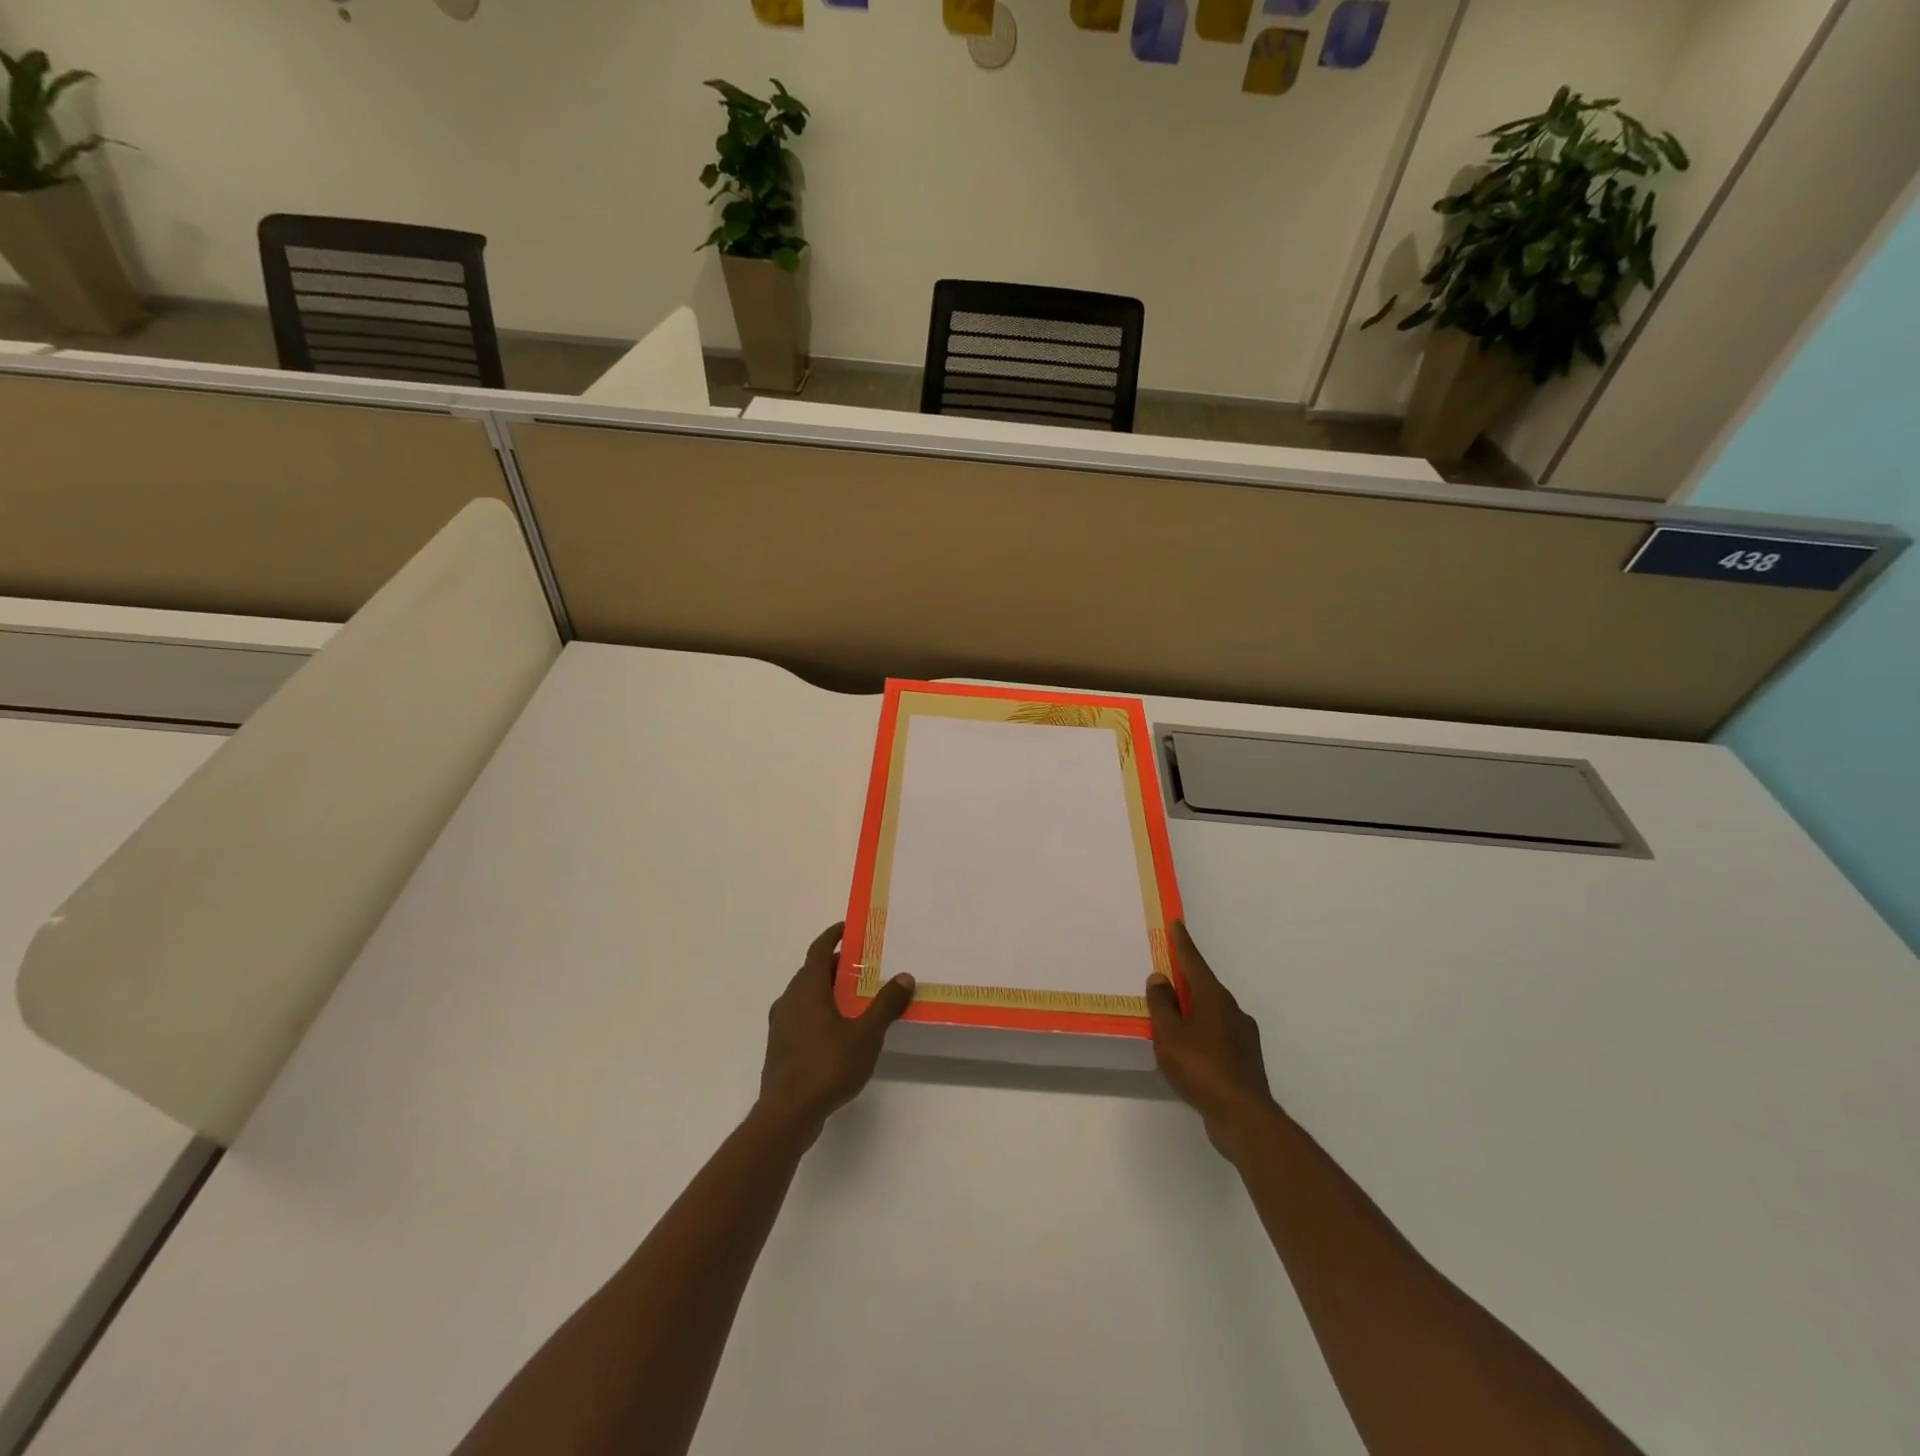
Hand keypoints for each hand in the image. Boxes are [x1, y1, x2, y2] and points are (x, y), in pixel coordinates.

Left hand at [757, 922, 914, 1141]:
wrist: (787, 1114)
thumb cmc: (826, 1066)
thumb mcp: (865, 1035)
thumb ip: (885, 1005)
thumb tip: (905, 976)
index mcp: (807, 989)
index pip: (818, 950)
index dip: (832, 936)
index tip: (847, 928)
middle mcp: (789, 1000)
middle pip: (812, 972)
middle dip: (836, 966)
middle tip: (863, 966)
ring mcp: (781, 1024)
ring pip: (806, 995)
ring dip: (828, 989)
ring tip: (855, 997)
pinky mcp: (781, 1046)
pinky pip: (802, 1015)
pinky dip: (820, 1010)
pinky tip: (839, 1029)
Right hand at [1146, 921, 1279, 1155]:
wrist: (1243, 1116)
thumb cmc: (1201, 1067)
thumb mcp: (1170, 1034)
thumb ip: (1162, 1004)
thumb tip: (1160, 978)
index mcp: (1214, 998)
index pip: (1194, 962)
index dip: (1183, 943)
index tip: (1177, 924)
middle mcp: (1232, 1010)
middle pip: (1204, 987)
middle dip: (1187, 980)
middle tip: (1167, 974)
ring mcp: (1243, 1036)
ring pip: (1212, 1013)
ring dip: (1193, 1010)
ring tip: (1174, 1018)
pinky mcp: (1245, 1060)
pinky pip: (1218, 1035)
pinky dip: (1202, 1033)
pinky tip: (1191, 1050)